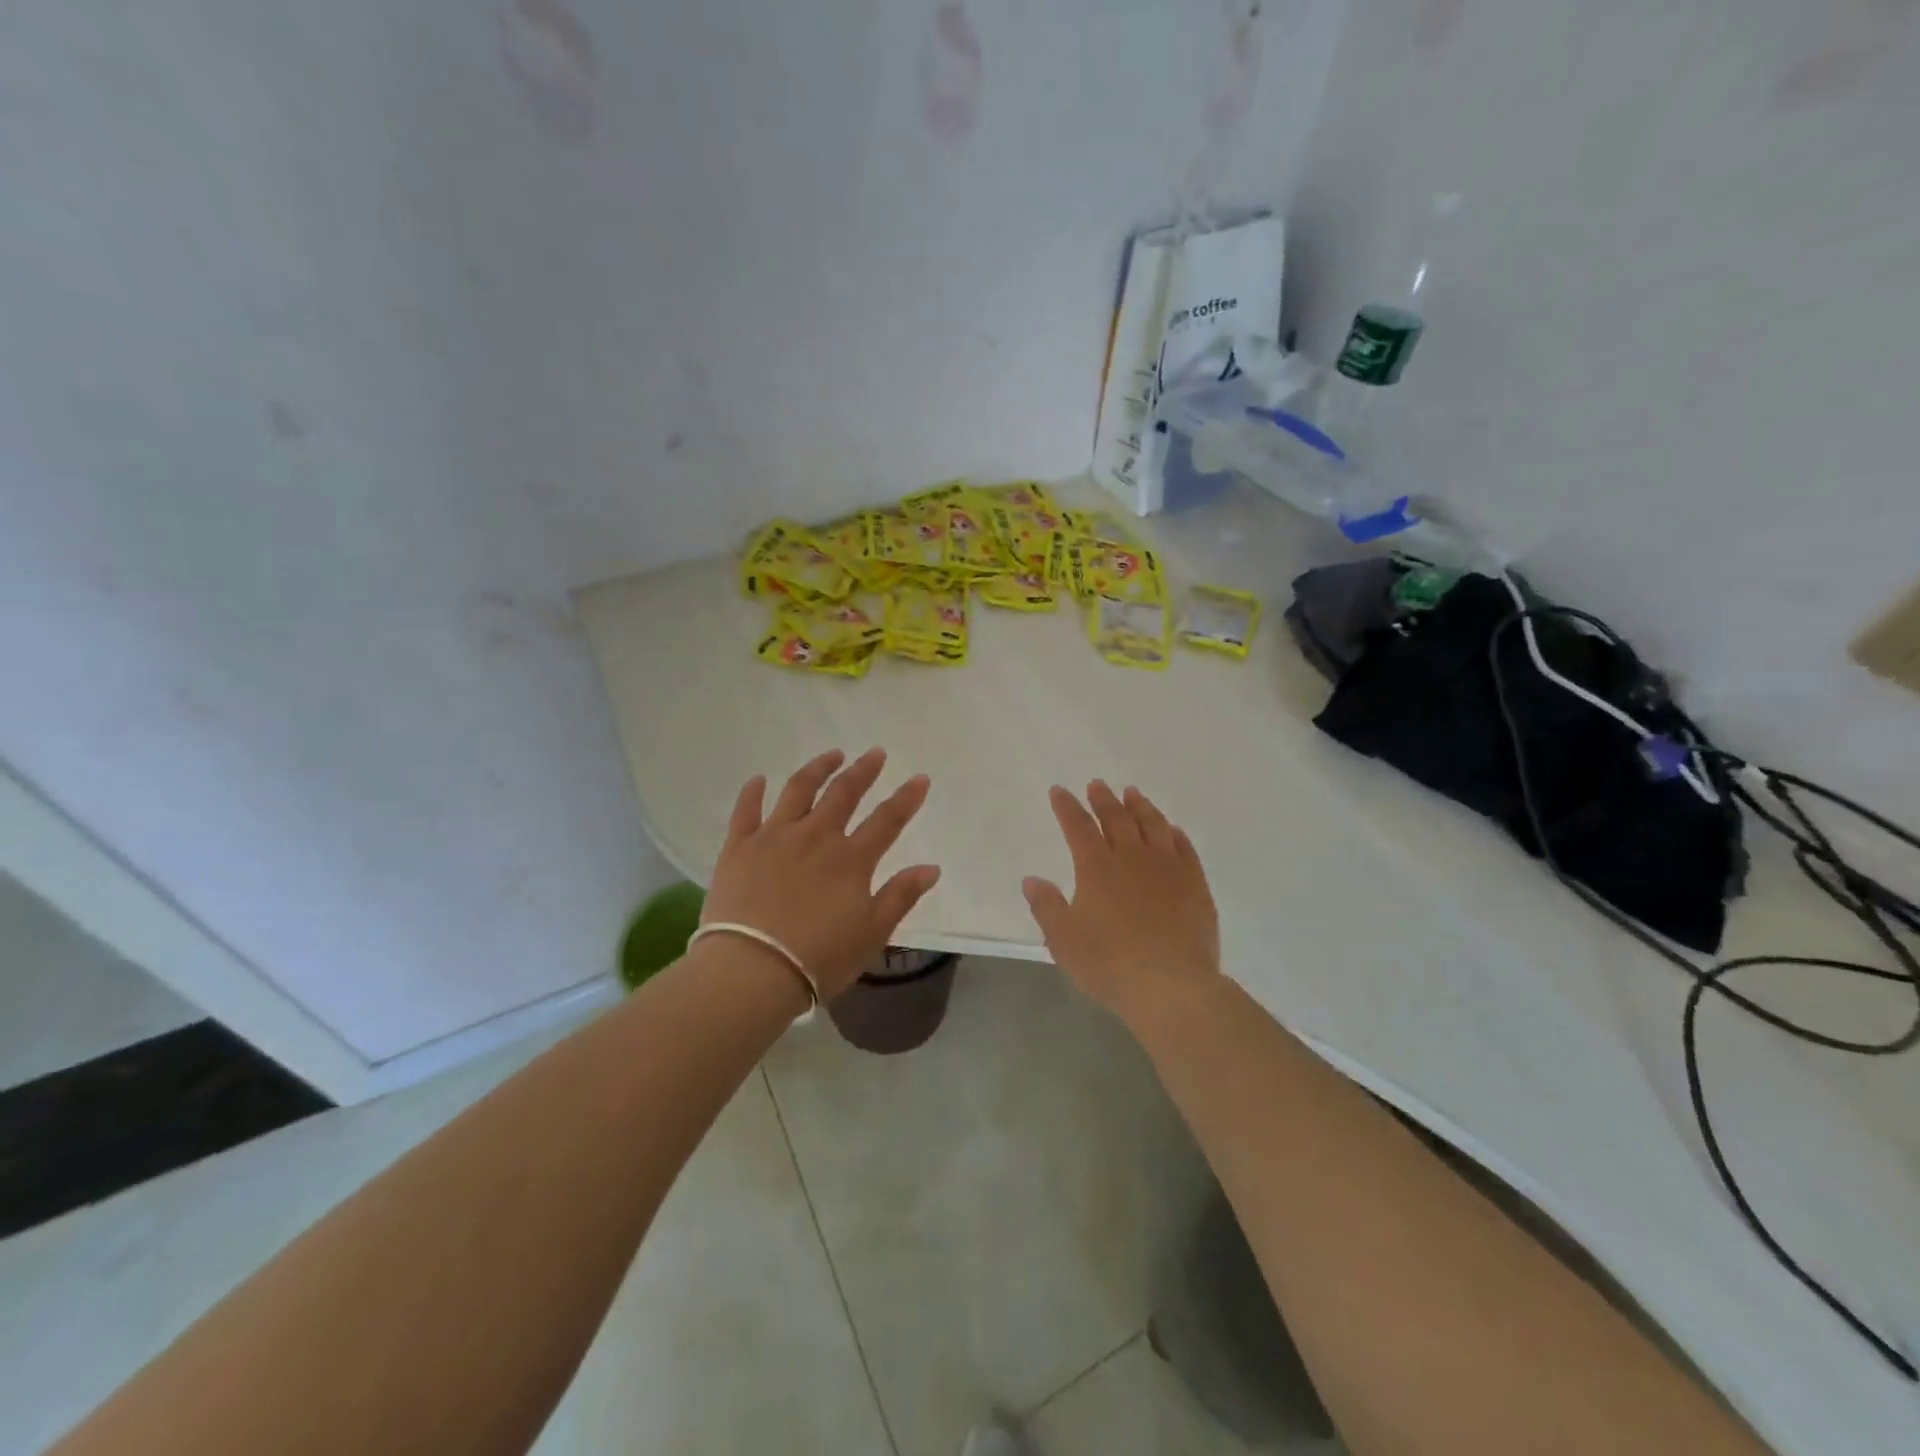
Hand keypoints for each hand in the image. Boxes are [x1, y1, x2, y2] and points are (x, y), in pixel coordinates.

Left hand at [703, 748, 941, 999]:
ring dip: (817, 769)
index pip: (887, 820)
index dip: (906, 798)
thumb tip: (931, 868)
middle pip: (843, 793)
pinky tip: (759, 779)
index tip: (920, 778)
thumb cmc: (818, 958)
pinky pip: (746, 811)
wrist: (751, 971)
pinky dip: (753, 792)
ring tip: (831, 755)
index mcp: (851, 859)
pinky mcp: (738, 847)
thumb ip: (901, 896)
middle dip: (863, 770)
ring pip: (798, 790)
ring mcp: (774, 837)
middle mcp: (815, 836)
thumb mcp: (872, 933)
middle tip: (875, 753)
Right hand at [1023, 781, 1220, 1027]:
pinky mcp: (1195, 885)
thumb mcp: (1063, 939)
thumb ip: (1046, 906)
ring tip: (1133, 794)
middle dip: (1104, 800)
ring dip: (1141, 807)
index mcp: (1096, 867)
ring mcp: (1168, 868)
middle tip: (1097, 784)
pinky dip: (1175, 834)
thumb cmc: (1109, 963)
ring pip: (1153, 826)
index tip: (1059, 790)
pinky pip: (1185, 849)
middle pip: (1116, 819)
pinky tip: (1172, 830)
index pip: (1078, 827)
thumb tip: (1032, 879)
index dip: (1067, 807)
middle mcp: (1132, 858)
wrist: (1170, 985)